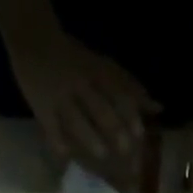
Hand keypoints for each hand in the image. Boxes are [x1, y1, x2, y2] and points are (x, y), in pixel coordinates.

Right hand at [8, 26, 160, 165]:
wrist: (33, 36)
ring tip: (102, 154)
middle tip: (126, 151)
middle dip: (113, 127)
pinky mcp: (41, 106)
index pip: (117, 93)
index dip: (129, 113)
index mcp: (97, 73)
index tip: (140, 134)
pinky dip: (58, 141)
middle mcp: (81, 84)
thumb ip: (129, 88)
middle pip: (99, 106)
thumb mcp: (104, 67)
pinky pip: (51, 126)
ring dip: (89, 135)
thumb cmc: (75, 59)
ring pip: (76, 117)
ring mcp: (60, 95)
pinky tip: (66, 156)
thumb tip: (159, 107)